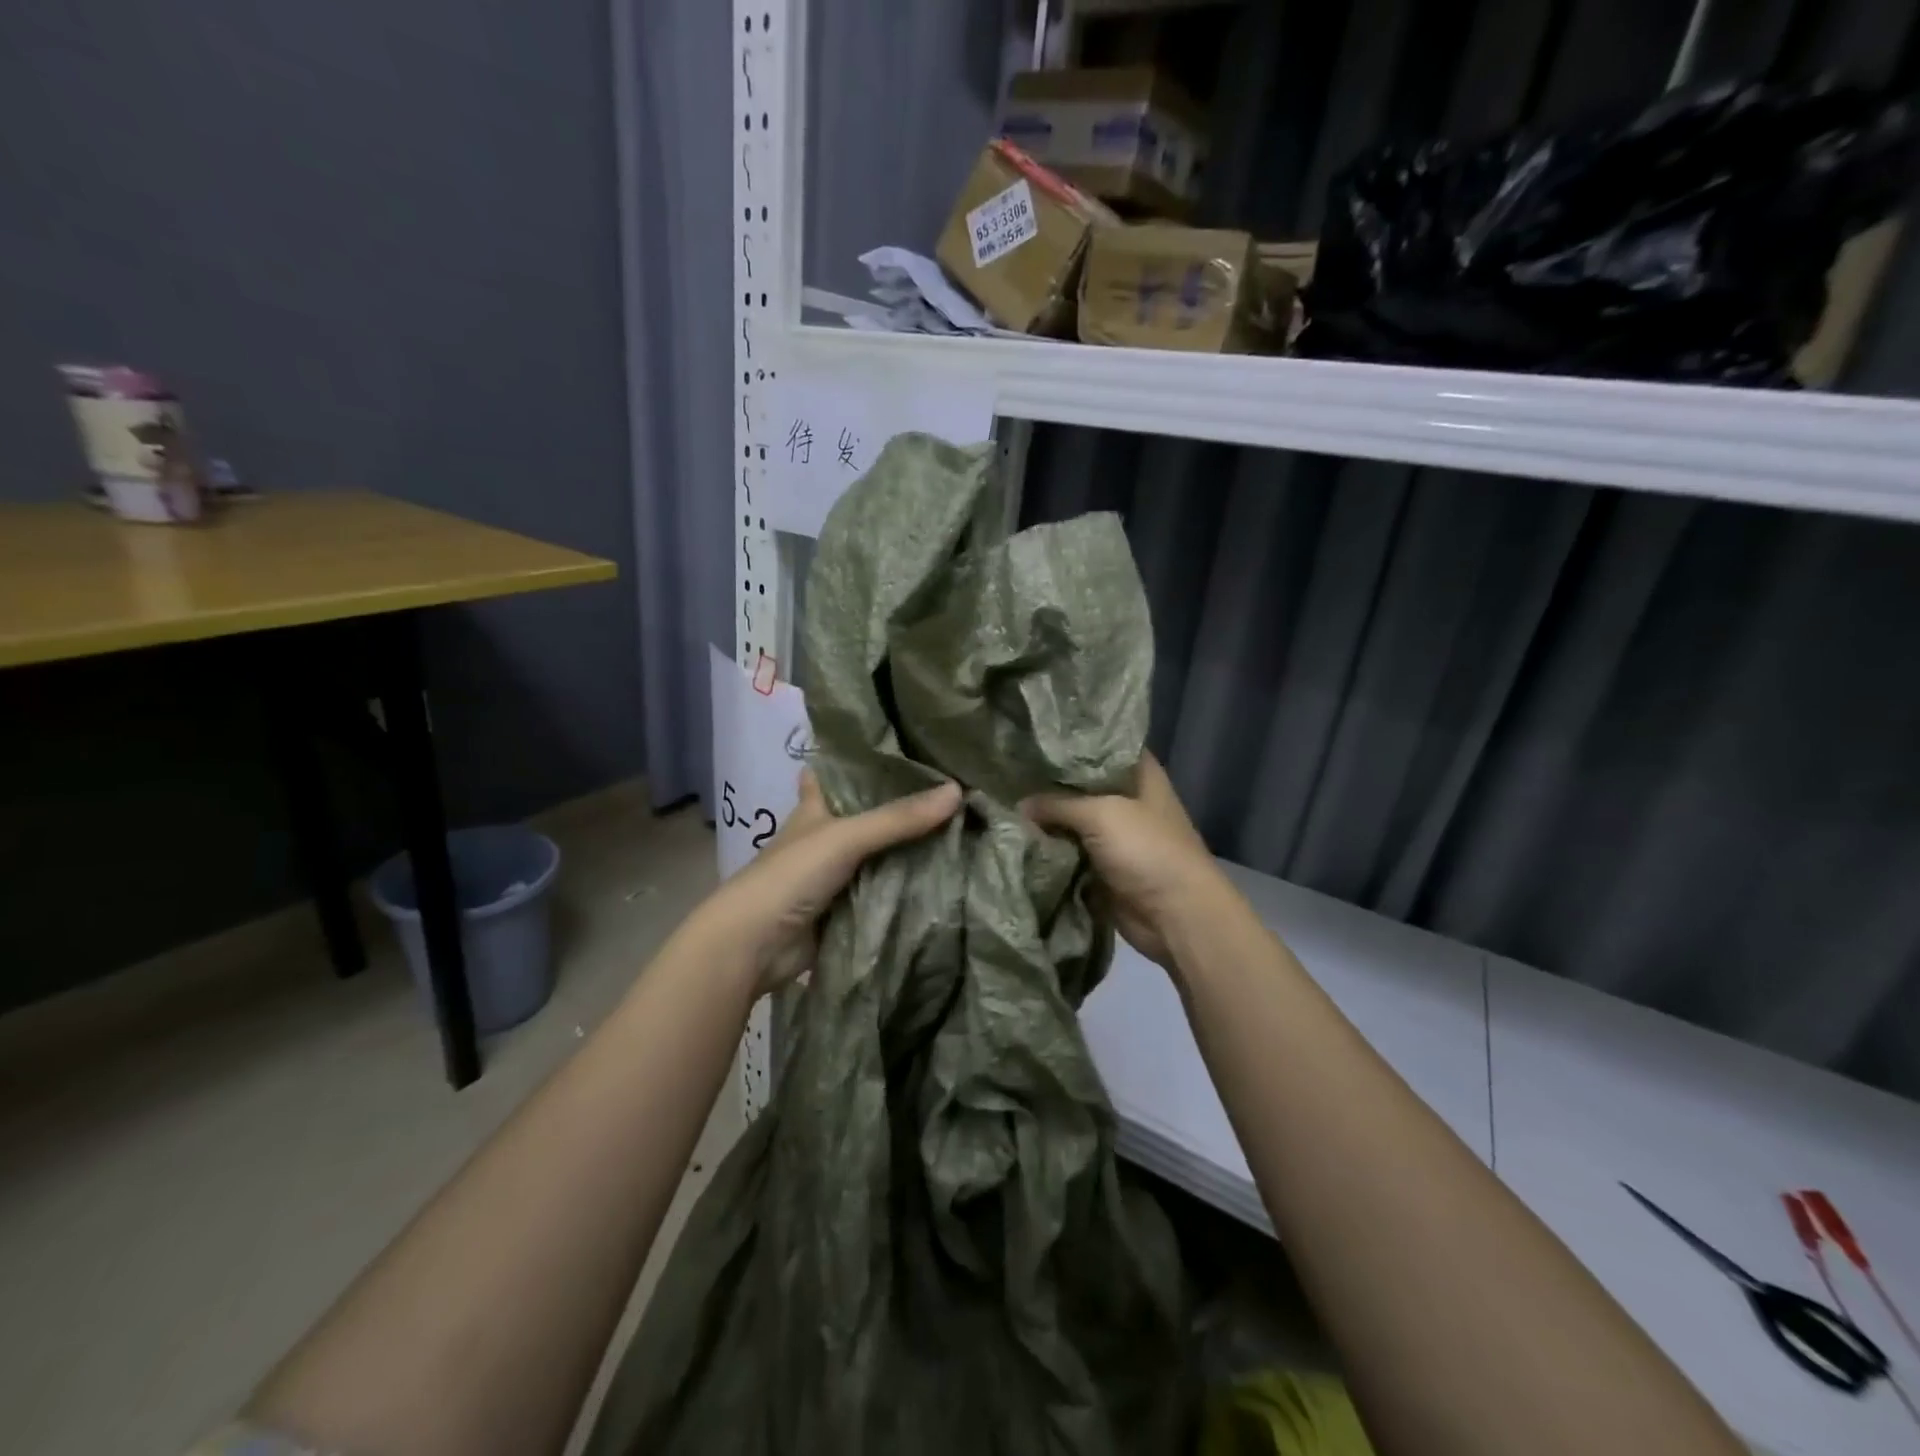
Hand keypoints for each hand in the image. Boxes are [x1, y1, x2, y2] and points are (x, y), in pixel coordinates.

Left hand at [698, 770, 961, 996]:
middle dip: (900, 807)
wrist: (755, 945)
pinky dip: (905, 886)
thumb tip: (958, 790)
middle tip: (951, 788)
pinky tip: (943, 876)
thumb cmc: (791, 875)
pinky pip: (882, 892)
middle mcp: (824, 838)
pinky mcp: (844, 910)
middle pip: (866, 816)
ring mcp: (834, 876)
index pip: (832, 775)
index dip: (855, 761)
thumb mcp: (846, 837)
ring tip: (959, 827)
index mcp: (814, 810)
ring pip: (878, 855)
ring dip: (908, 849)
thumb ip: (899, 818)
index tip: (896, 747)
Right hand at [1023, 752, 1231, 970]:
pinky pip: (1069, 852)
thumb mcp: (1100, 815)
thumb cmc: (1147, 850)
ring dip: (1045, 819)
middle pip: (1081, 784)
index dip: (1070, 739)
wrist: (1175, 915)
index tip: (1032, 736)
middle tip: (1006, 771)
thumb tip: (1019, 805)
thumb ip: (1056, 804)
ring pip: (1072, 820)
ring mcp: (1115, 835)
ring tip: (1002, 802)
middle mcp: (1127, 799)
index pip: (1102, 744)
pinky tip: (1015, 838)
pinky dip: (1049, 850)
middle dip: (1048, 782)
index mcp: (1139, 773)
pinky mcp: (1103, 866)